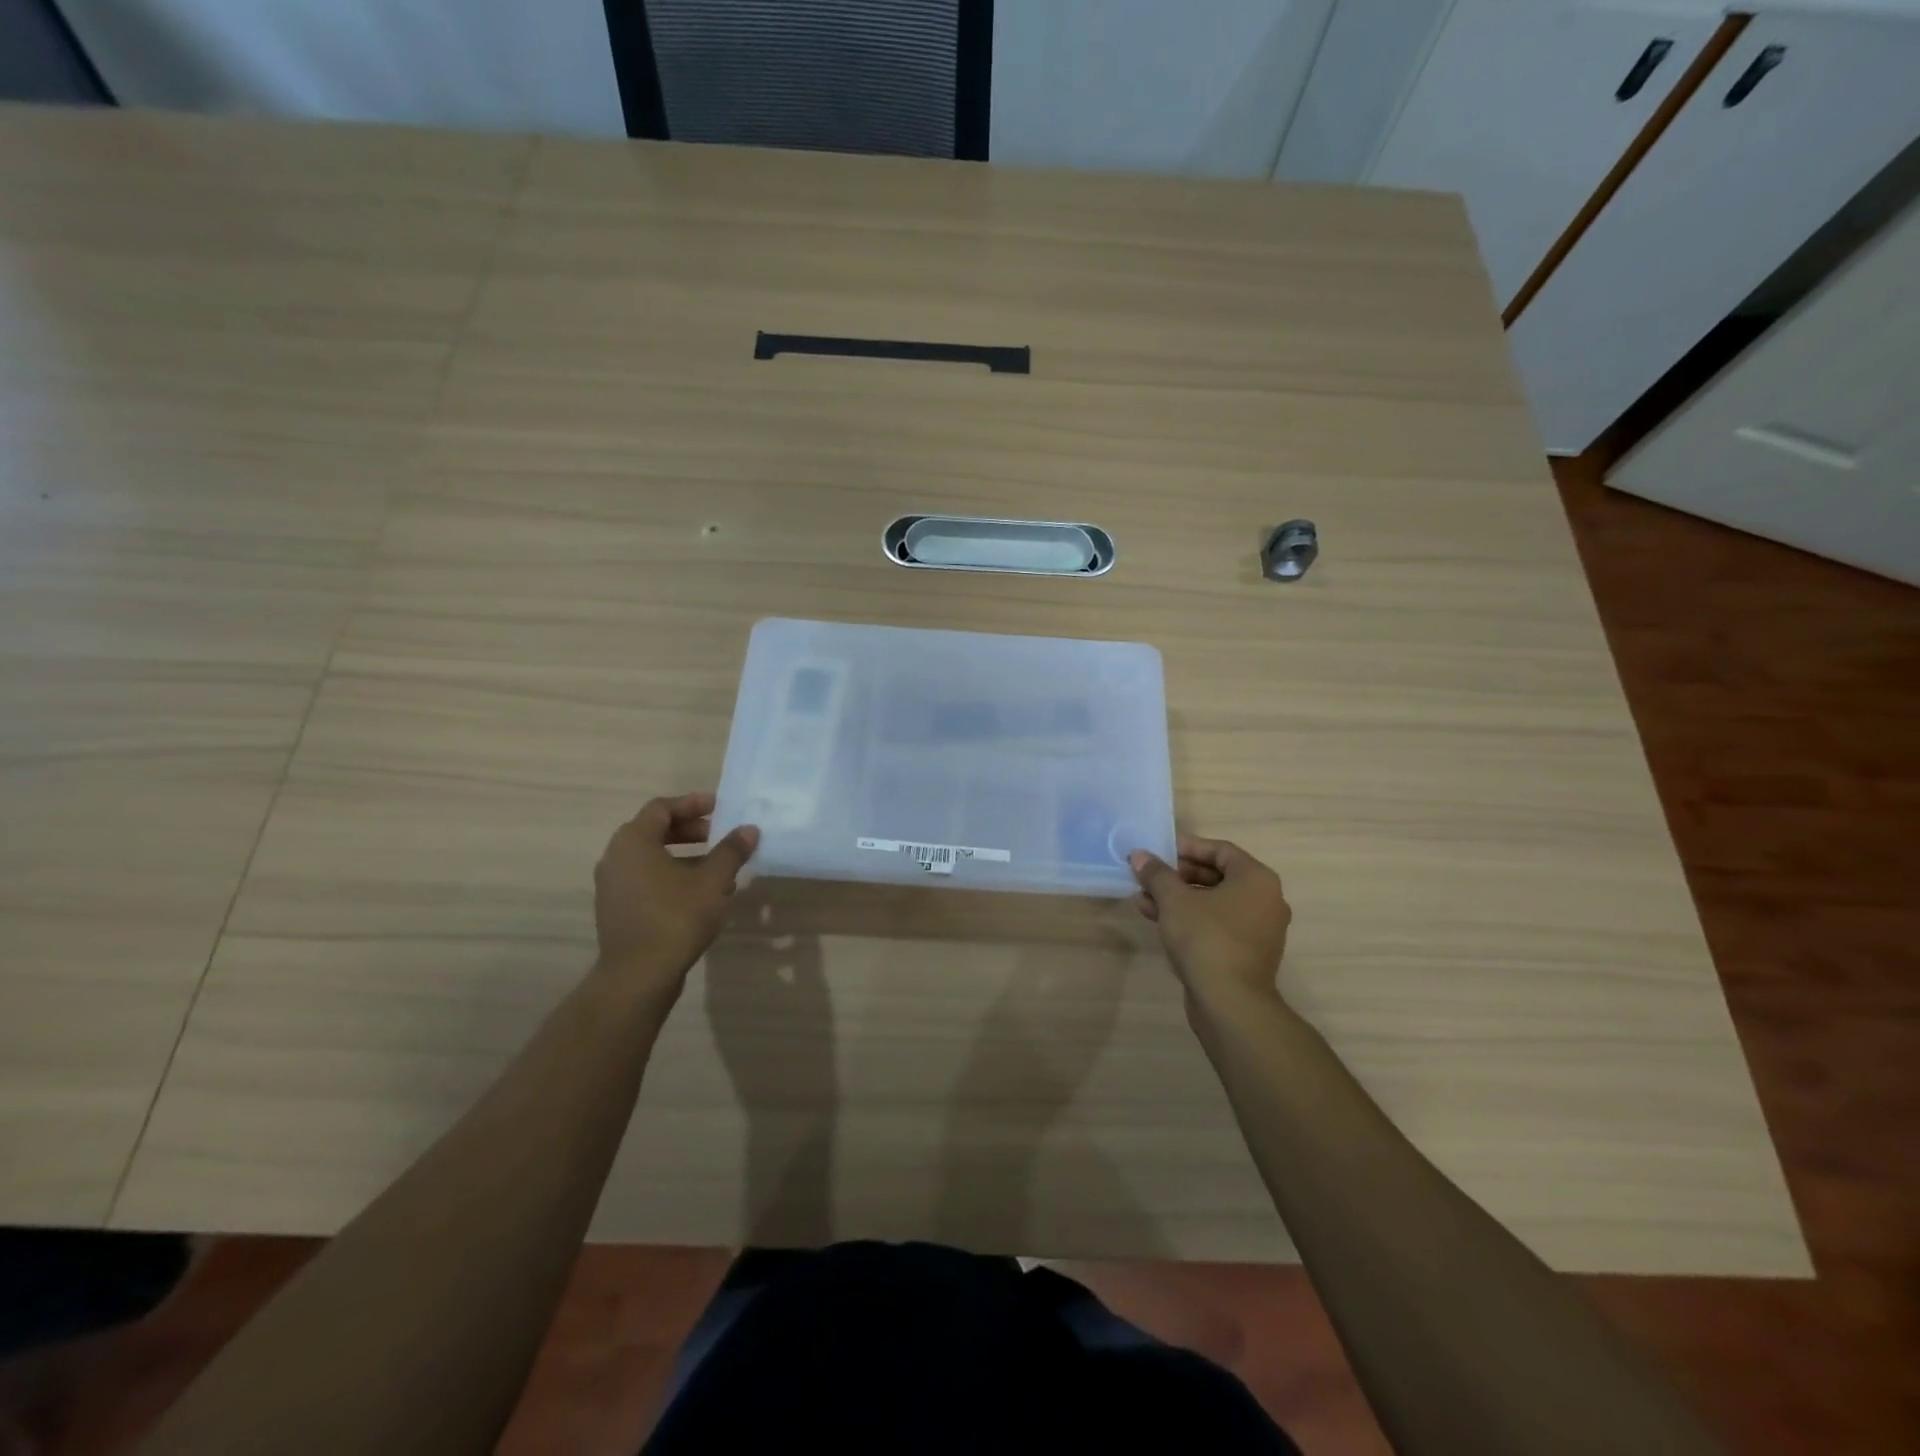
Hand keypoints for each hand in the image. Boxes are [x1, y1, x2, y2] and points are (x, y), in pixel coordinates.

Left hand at [593, 794, 758, 1000]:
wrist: (638, 976)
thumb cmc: (675, 917)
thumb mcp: (713, 881)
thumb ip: (731, 851)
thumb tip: (749, 829)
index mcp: (633, 842)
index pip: (662, 807)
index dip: (693, 804)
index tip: (721, 808)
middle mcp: (616, 858)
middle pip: (655, 831)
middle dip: (691, 830)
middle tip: (721, 835)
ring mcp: (612, 886)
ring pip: (652, 858)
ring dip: (685, 855)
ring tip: (718, 866)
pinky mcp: (617, 909)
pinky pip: (646, 880)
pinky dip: (672, 876)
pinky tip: (701, 893)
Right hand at [1130, 835, 1290, 1005]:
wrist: (1230, 1003)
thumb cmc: (1206, 939)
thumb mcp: (1174, 900)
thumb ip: (1157, 874)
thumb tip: (1139, 856)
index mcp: (1256, 880)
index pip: (1220, 850)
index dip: (1187, 847)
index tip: (1159, 851)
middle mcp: (1265, 900)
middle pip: (1217, 876)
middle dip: (1178, 875)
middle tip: (1149, 875)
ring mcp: (1258, 930)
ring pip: (1213, 903)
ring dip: (1178, 898)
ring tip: (1143, 898)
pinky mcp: (1246, 954)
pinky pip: (1216, 925)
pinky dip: (1190, 919)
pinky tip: (1157, 920)